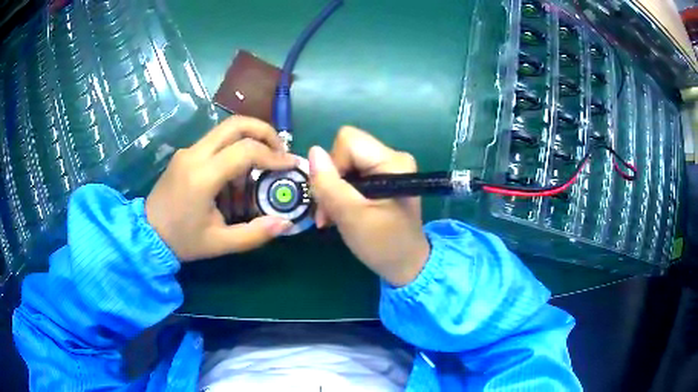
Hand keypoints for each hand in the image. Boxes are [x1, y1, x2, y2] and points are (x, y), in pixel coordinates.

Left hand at [146, 116, 295, 261]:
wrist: (147, 234)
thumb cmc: (182, 241)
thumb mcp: (220, 244)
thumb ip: (254, 234)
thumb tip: (285, 223)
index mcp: (202, 177)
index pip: (245, 150)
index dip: (273, 155)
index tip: (290, 165)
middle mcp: (194, 155)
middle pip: (236, 124)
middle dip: (264, 132)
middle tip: (279, 151)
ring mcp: (187, 151)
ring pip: (225, 129)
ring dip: (250, 139)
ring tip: (261, 164)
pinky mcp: (185, 153)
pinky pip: (215, 141)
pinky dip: (234, 148)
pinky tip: (237, 174)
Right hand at [309, 127, 430, 286]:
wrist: (406, 266)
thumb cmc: (383, 244)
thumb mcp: (351, 216)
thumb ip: (329, 184)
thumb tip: (313, 151)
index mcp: (392, 161)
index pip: (348, 141)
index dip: (334, 165)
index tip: (334, 196)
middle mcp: (392, 158)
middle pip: (345, 151)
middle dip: (331, 181)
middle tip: (328, 213)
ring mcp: (387, 169)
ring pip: (344, 165)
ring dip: (333, 191)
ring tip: (333, 217)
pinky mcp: (382, 180)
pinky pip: (351, 176)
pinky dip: (341, 195)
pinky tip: (341, 214)